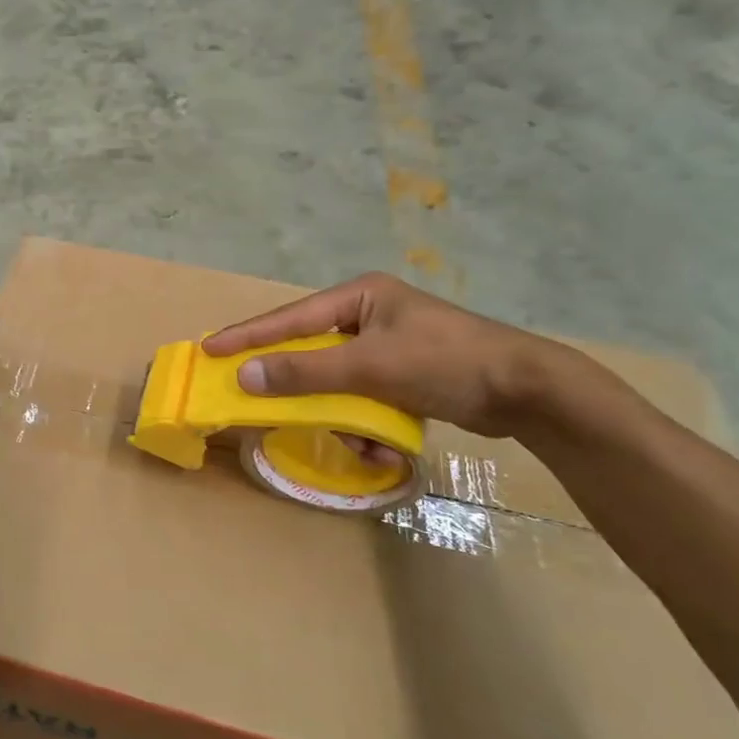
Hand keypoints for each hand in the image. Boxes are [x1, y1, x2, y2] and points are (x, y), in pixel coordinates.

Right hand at [201, 273, 570, 436]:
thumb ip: (305, 372)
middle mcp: (370, 314)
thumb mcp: (370, 366)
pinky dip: (367, 420)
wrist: (529, 392)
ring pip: (338, 380)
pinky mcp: (406, 373)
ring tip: (360, 437)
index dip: (248, 336)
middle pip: (312, 350)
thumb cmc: (445, 363)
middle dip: (302, 385)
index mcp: (361, 296)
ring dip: (342, 413)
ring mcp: (389, 344)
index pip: (290, 317)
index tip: (209, 349)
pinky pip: (365, 395)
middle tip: (264, 401)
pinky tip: (384, 442)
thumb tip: (245, 376)